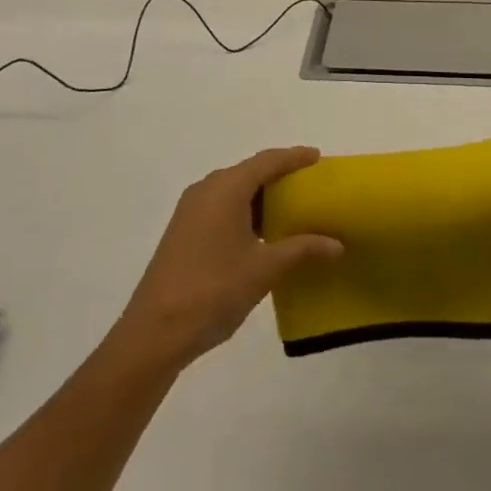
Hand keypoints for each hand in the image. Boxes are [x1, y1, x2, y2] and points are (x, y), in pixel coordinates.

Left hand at [114, 147, 340, 369]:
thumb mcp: (264, 270)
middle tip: (309, 186)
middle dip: (279, 176)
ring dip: (261, 197)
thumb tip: (337, 245)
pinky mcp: (183, 232)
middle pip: (249, 172)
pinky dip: (245, 211)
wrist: (153, 333)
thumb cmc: (212, 291)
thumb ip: (302, 250)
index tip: (317, 157)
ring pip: (234, 191)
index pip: (267, 161)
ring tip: (291, 210)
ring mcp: (190, 211)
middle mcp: (206, 190)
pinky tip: (261, 234)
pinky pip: (221, 207)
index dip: (293, 157)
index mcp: (226, 188)